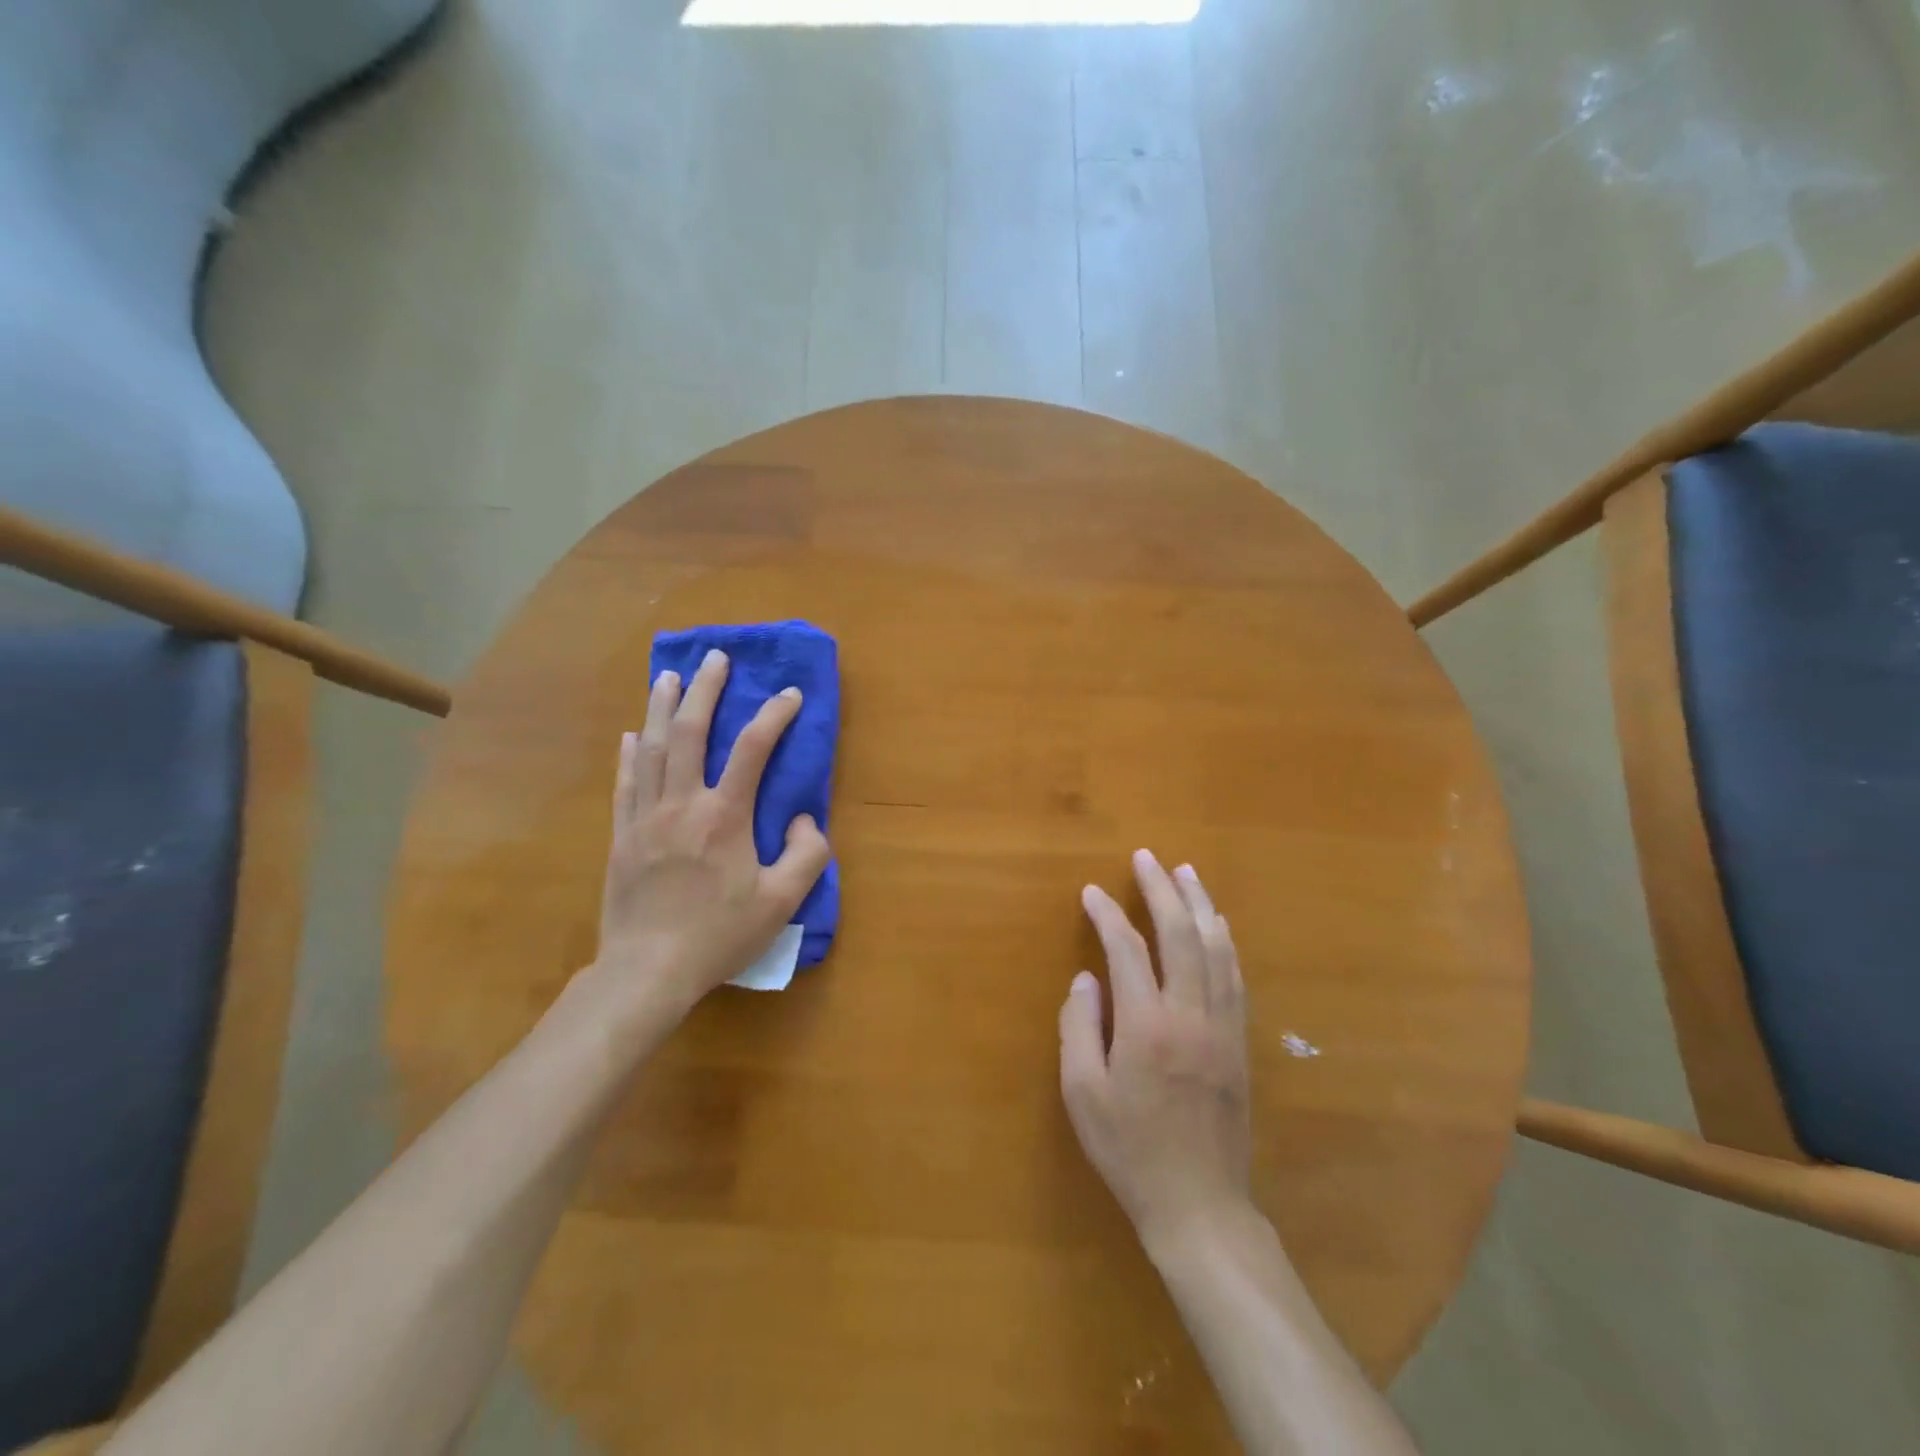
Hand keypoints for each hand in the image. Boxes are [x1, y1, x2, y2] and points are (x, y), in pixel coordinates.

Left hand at [594, 648, 830, 1017]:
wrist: (647, 971)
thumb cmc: (720, 935)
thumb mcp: (782, 902)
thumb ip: (806, 855)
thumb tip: (803, 817)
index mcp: (724, 816)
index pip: (752, 750)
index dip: (774, 716)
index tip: (790, 695)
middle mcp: (682, 804)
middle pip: (690, 733)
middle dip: (706, 690)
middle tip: (716, 659)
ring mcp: (645, 818)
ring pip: (651, 749)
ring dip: (662, 708)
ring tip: (670, 677)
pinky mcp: (621, 836)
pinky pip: (625, 783)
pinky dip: (629, 754)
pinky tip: (631, 735)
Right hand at [1059, 849, 1251, 1251]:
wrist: (1199, 1203)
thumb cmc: (1130, 1150)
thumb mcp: (1083, 1094)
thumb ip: (1078, 1028)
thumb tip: (1086, 979)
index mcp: (1146, 1025)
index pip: (1127, 949)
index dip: (1108, 914)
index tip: (1092, 891)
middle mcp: (1190, 1014)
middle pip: (1180, 935)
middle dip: (1162, 890)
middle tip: (1148, 857)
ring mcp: (1222, 1027)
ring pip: (1215, 949)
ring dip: (1199, 905)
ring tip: (1187, 872)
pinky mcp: (1240, 1042)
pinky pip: (1235, 977)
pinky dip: (1224, 942)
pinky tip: (1217, 926)